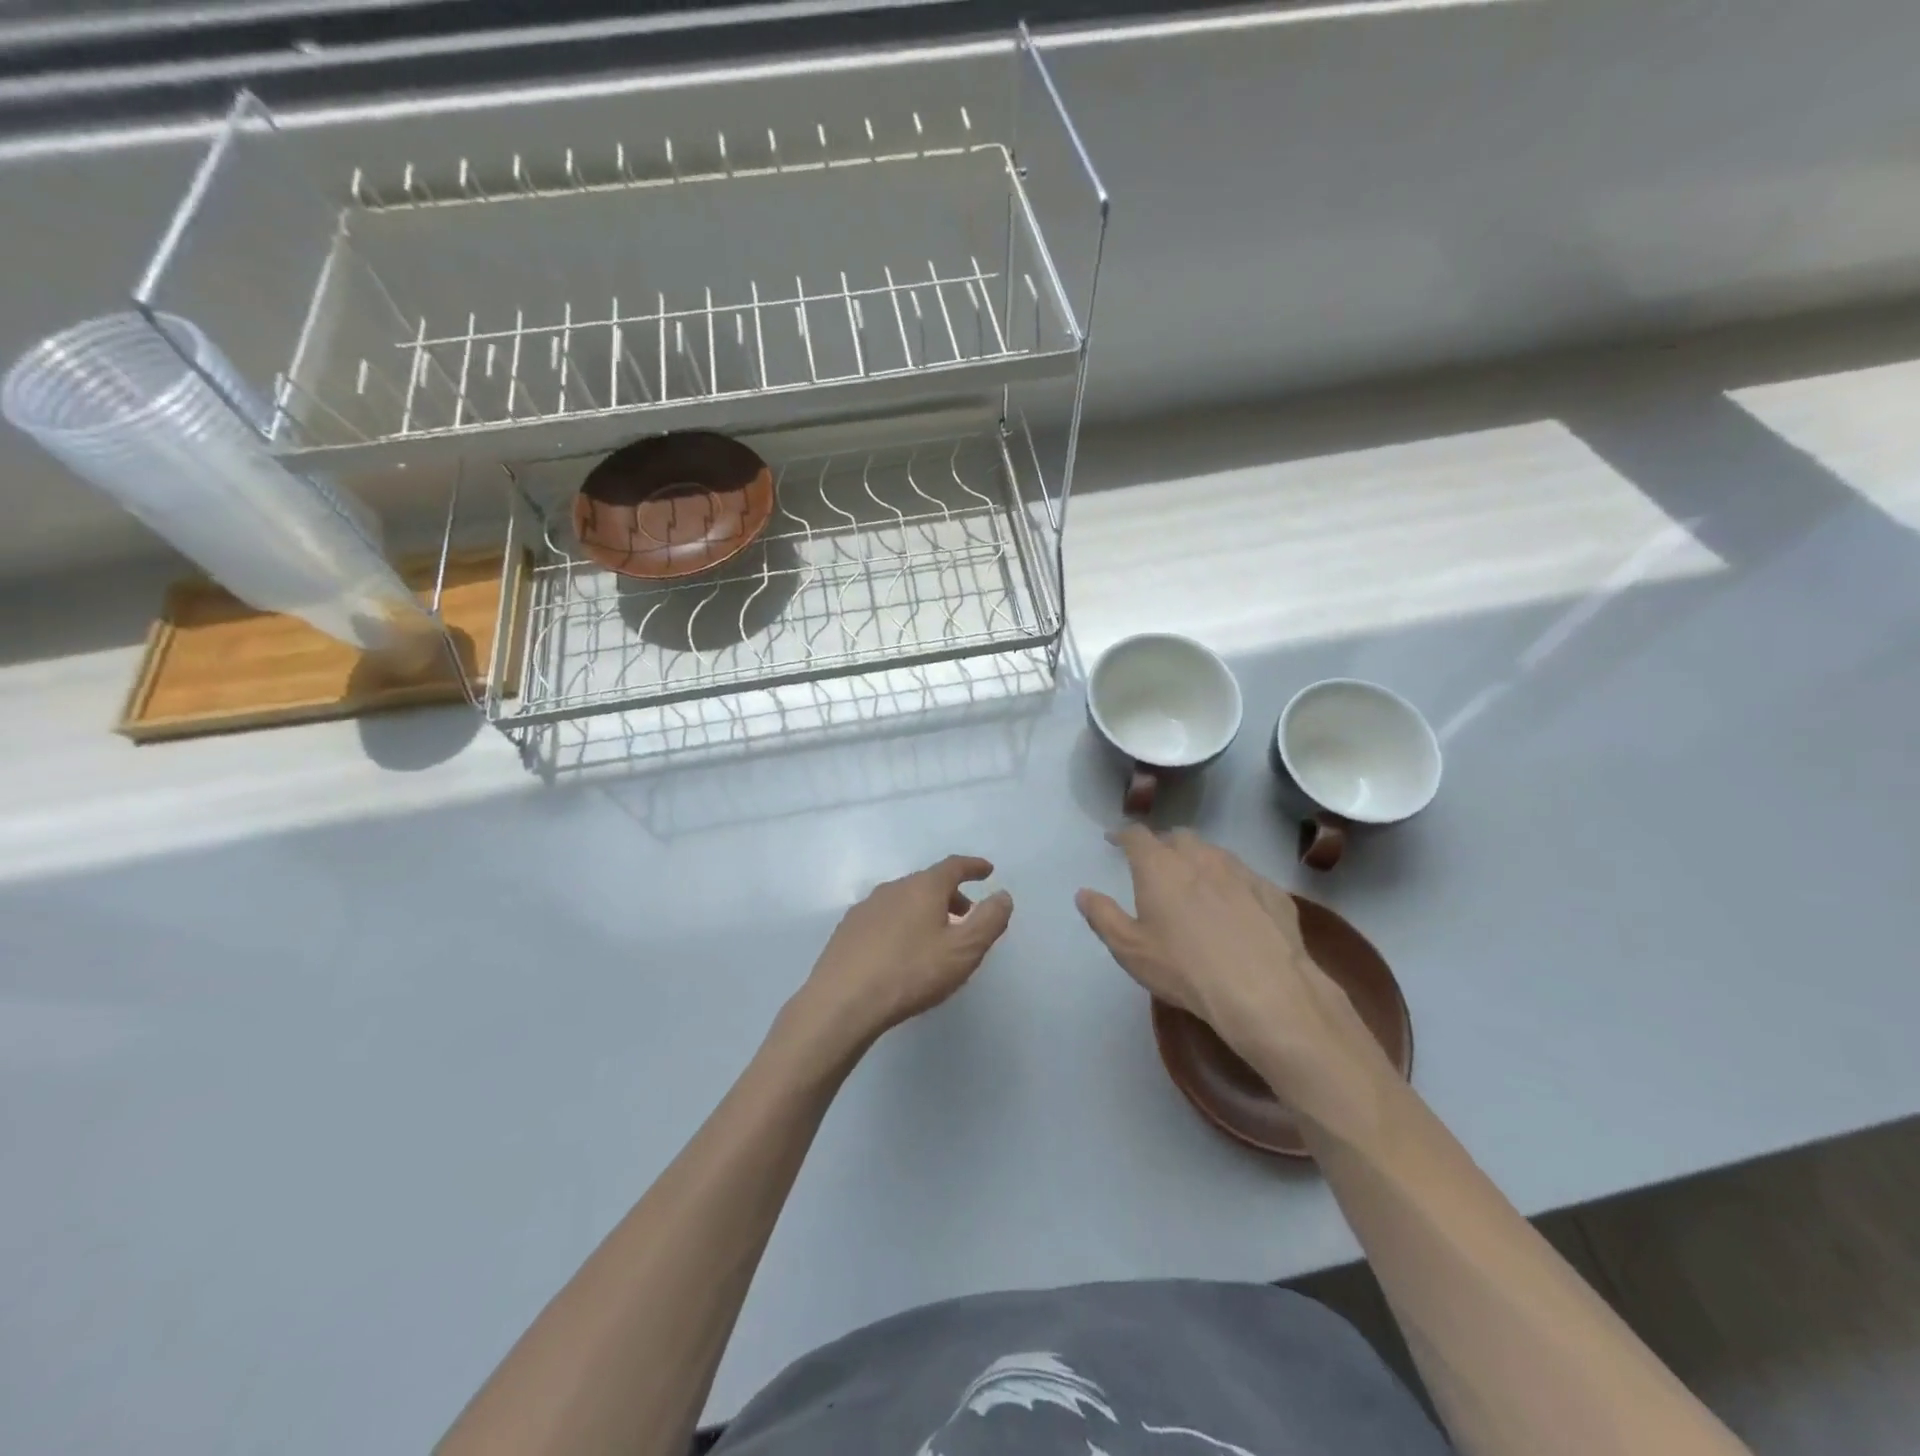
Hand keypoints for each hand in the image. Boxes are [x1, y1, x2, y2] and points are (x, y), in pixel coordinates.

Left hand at [795, 855, 1013, 1050]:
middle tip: (967, 915)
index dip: (973, 867)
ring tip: (936, 936)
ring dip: (925, 911)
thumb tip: (1002, 895)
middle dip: (951, 895)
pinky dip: (902, 924)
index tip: (987, 871)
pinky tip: (901, 951)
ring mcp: (866, 908)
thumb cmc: (911, 972)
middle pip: (928, 883)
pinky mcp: (847, 930)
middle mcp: (893, 888)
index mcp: (923, 887)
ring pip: (904, 900)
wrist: (842, 1002)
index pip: (954, 866)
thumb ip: (989, 920)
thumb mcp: (963, 950)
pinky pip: (884, 918)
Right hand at [1075, 827, 1394, 1133]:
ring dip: (1199, 861)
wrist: (1265, 991)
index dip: (1123, 835)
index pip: (1137, 835)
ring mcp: (1240, 871)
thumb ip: (1103, 916)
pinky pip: (1245, 877)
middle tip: (1156, 865)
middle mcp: (1200, 857)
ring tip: (1195, 884)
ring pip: (1214, 853)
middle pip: (1178, 837)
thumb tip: (1084, 893)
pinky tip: (1236, 908)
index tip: (1115, 841)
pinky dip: (1232, 884)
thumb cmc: (1185, 969)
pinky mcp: (1273, 891)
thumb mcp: (1130, 949)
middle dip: (1163, 845)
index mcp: (1159, 866)